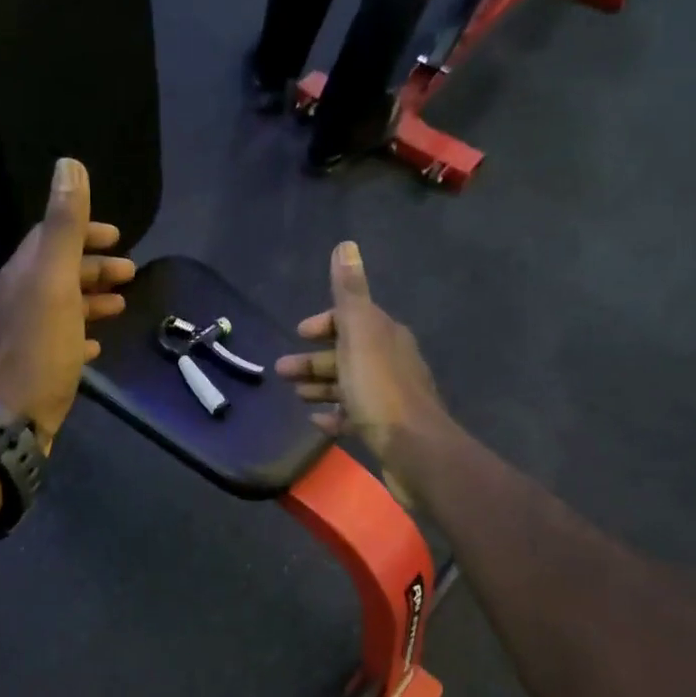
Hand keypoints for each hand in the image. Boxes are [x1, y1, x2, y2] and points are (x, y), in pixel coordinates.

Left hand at [0, 159, 134, 450]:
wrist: (12, 416)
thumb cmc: (39, 345)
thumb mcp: (55, 279)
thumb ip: (64, 225)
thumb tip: (68, 164)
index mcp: (23, 274)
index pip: (51, 237)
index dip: (85, 232)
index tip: (119, 236)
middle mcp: (19, 299)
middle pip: (59, 272)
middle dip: (95, 267)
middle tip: (131, 272)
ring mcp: (25, 335)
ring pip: (62, 307)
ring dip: (92, 300)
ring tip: (122, 305)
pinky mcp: (35, 368)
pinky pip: (61, 342)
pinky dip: (81, 335)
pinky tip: (97, 346)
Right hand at [275, 241, 450, 499]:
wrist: (415, 450)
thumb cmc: (380, 390)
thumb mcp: (360, 335)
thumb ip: (350, 293)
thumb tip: (346, 245)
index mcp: (386, 336)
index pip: (353, 318)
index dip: (325, 323)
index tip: (300, 333)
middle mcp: (391, 361)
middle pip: (346, 353)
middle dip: (314, 359)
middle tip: (281, 372)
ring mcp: (389, 397)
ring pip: (348, 384)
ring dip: (320, 386)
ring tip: (294, 395)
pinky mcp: (385, 428)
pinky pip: (354, 416)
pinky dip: (334, 415)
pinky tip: (317, 421)